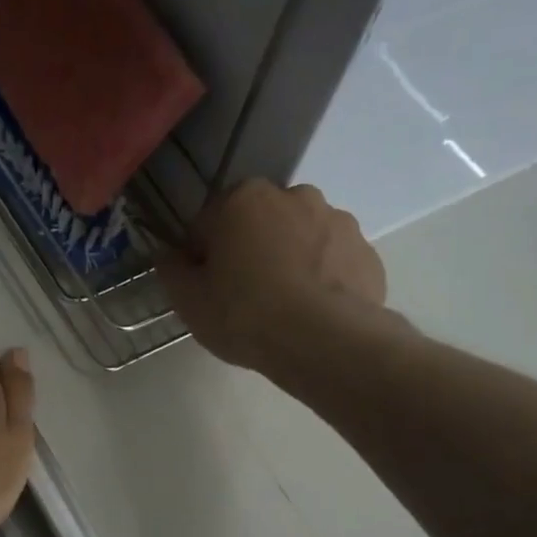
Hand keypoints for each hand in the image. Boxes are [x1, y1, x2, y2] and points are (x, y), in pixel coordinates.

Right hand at [158, 180, 390, 377]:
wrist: (324, 340)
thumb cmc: (245, 314)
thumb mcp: (189, 301)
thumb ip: (171, 270)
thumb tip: (168, 255)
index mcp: (243, 199)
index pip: (208, 224)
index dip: (202, 257)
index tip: (206, 288)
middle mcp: (293, 196)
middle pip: (259, 224)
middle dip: (251, 250)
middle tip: (245, 296)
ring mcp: (337, 221)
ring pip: (301, 238)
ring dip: (291, 260)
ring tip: (286, 307)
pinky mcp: (367, 252)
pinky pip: (333, 262)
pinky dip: (324, 278)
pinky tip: (315, 312)